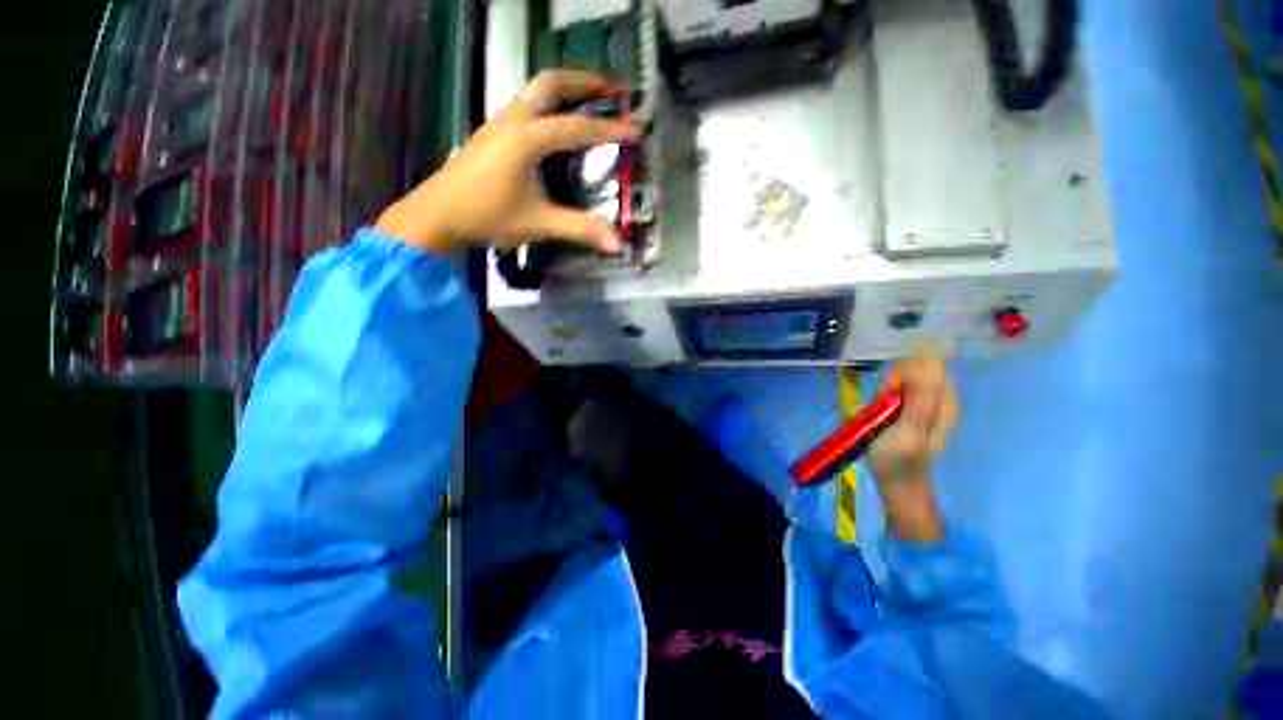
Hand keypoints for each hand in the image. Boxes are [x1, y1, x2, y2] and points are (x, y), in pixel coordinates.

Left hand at [377, 70, 640, 252]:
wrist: (438, 215)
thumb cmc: (488, 216)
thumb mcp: (539, 223)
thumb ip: (580, 229)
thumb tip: (617, 244)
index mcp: (527, 138)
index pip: (577, 127)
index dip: (610, 129)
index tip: (637, 127)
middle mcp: (513, 119)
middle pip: (552, 83)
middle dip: (586, 82)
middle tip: (613, 89)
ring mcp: (499, 122)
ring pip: (535, 90)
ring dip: (566, 88)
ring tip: (590, 98)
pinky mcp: (492, 131)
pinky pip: (525, 104)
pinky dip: (549, 103)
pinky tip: (556, 122)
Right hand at [867, 355, 959, 542]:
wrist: (895, 483)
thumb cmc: (899, 460)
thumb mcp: (908, 430)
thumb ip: (920, 399)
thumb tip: (931, 363)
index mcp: (944, 402)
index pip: (927, 365)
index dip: (902, 372)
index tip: (886, 391)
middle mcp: (940, 398)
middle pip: (916, 368)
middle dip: (893, 379)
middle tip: (881, 401)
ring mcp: (927, 403)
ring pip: (906, 376)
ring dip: (887, 386)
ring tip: (879, 407)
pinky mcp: (913, 407)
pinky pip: (900, 387)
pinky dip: (886, 393)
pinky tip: (881, 408)